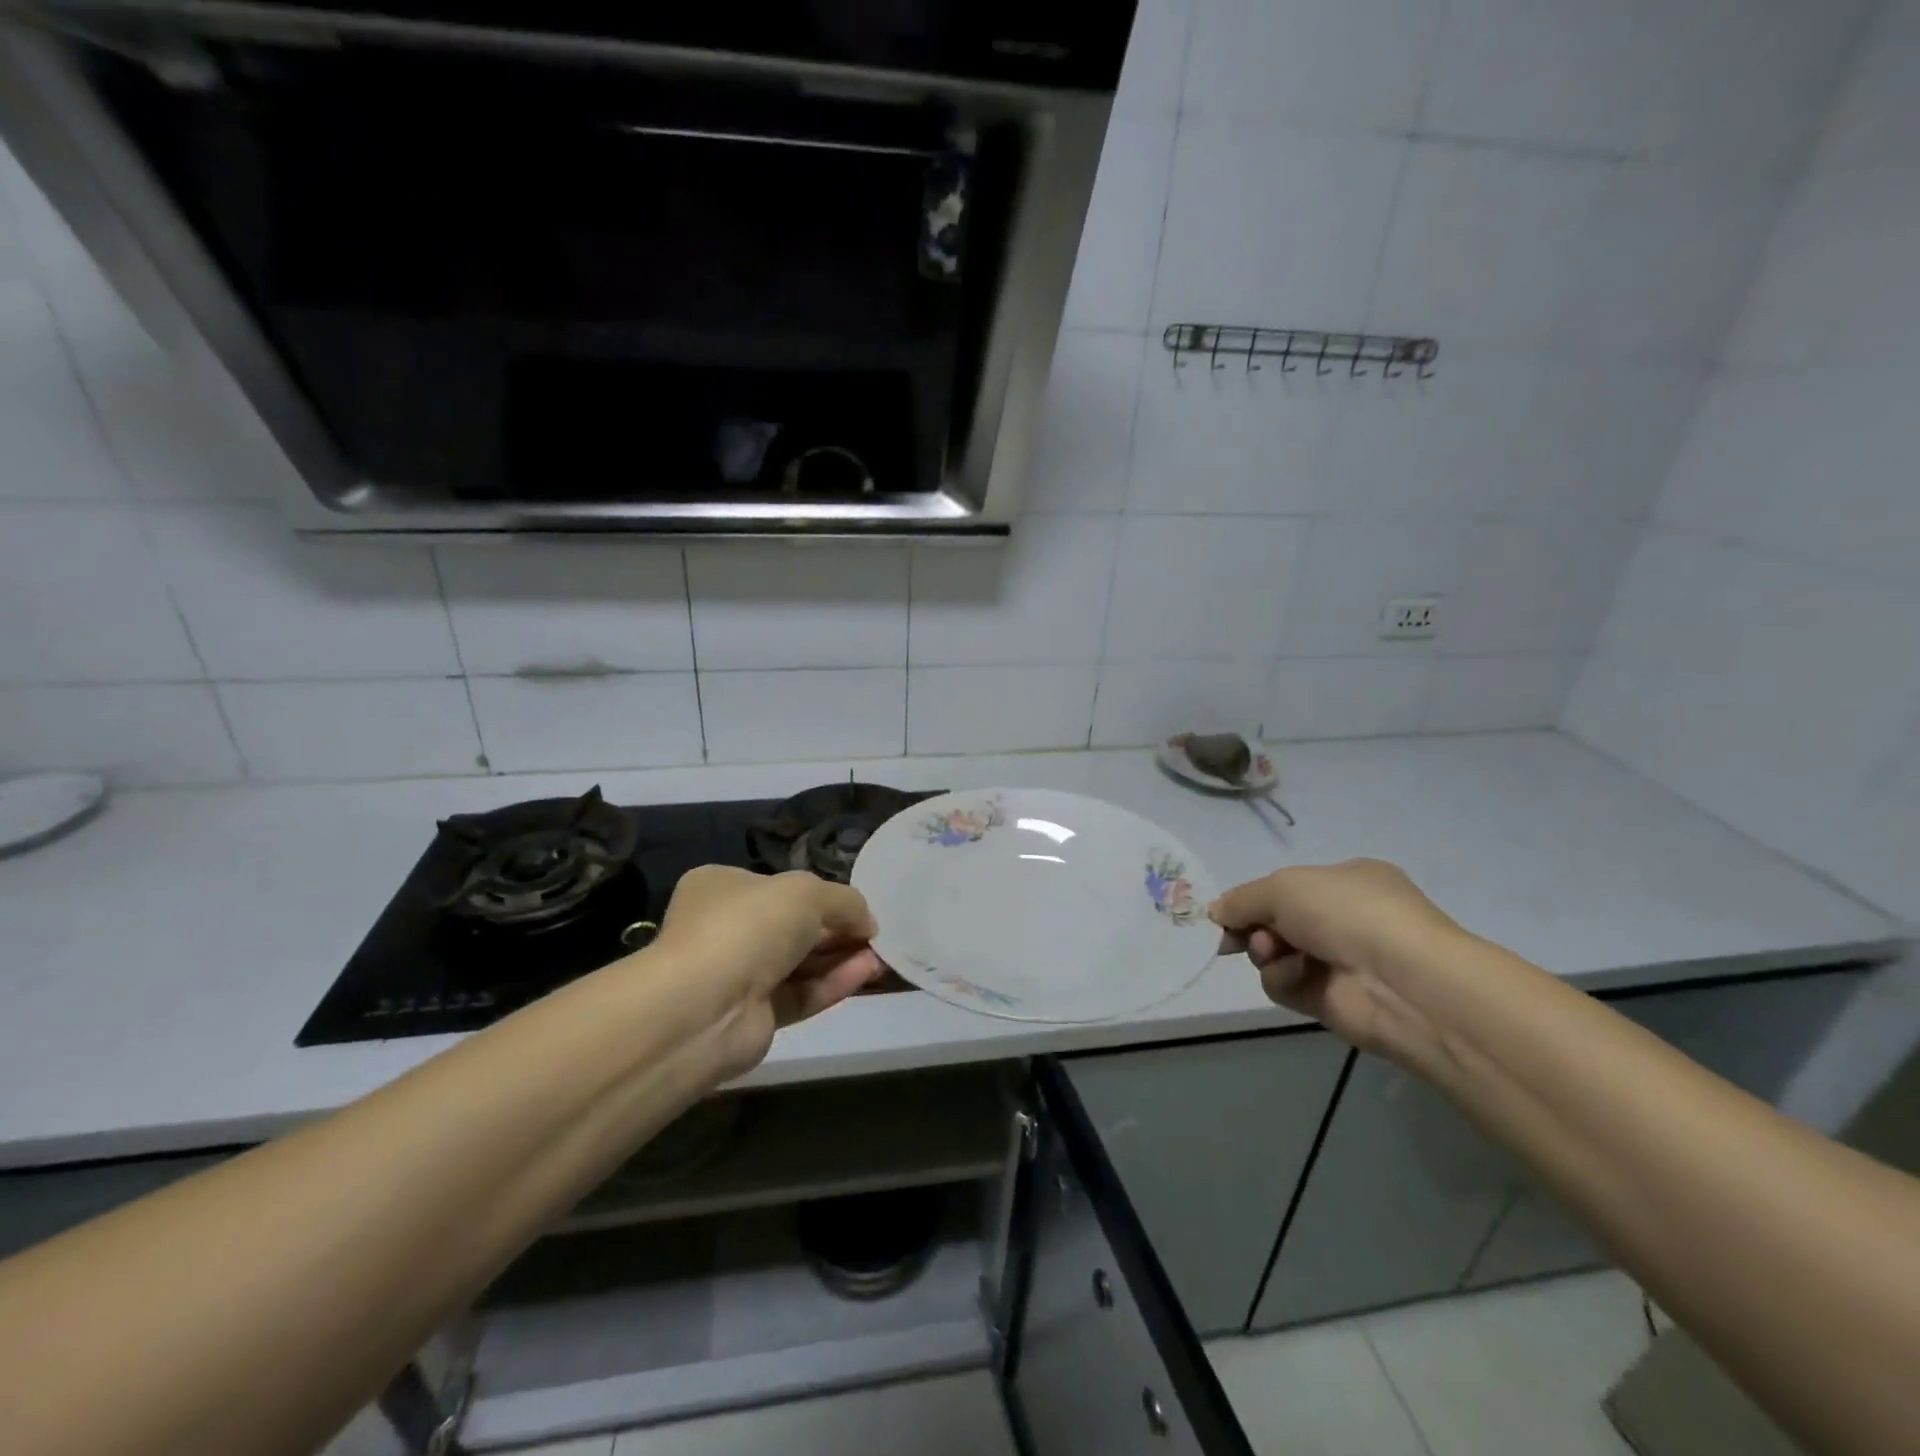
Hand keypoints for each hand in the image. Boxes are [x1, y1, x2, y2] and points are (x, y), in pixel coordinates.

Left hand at [650, 866, 882, 1078]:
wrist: (706, 1006)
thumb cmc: (750, 926)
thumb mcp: (807, 892)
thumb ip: (845, 902)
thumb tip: (868, 923)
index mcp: (722, 888)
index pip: (778, 887)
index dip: (821, 895)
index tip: (857, 907)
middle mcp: (726, 929)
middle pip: (793, 927)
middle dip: (837, 930)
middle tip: (875, 935)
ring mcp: (737, 975)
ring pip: (800, 963)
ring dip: (840, 957)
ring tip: (880, 956)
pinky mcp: (753, 1016)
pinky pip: (800, 994)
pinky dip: (832, 983)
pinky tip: (865, 973)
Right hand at [1208, 859, 1463, 1066]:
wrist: (1401, 981)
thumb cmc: (1346, 912)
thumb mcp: (1283, 886)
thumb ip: (1242, 898)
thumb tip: (1216, 912)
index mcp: (1346, 881)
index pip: (1287, 888)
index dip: (1254, 898)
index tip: (1227, 912)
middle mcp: (1345, 919)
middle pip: (1277, 922)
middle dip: (1255, 926)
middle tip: (1239, 934)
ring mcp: (1339, 962)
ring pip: (1275, 954)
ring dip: (1265, 952)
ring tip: (1271, 952)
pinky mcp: (1331, 1001)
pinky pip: (1286, 985)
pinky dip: (1281, 978)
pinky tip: (1295, 974)